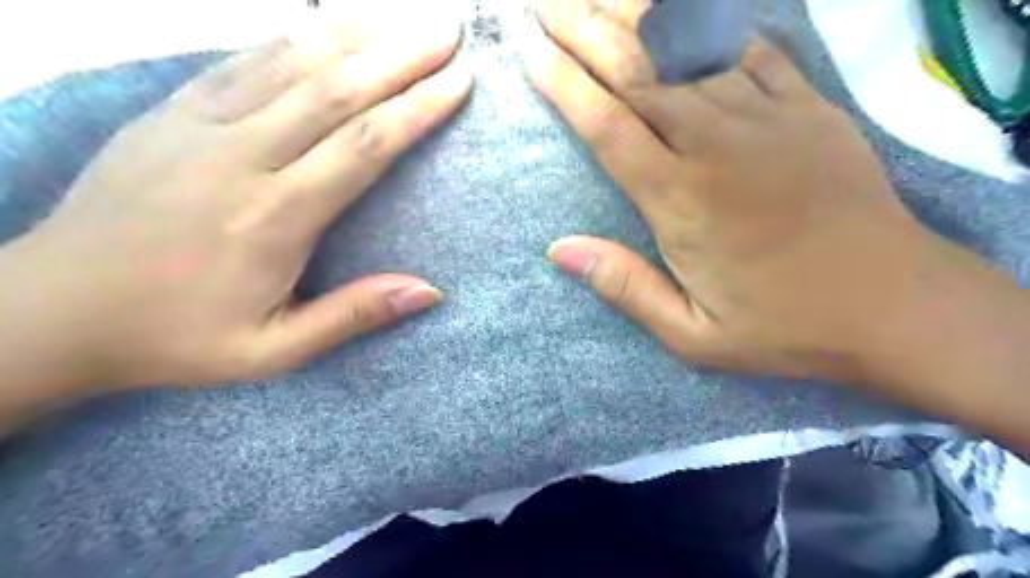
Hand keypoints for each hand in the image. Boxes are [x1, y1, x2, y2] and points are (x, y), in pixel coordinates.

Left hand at [0, 8, 471, 397]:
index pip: (365, 144)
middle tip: (448, 30)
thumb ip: (354, 314)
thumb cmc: (177, 338)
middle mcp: (243, 156)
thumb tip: (430, 290)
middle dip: (402, 55)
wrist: (53, 311)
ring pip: (292, 62)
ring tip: (403, 17)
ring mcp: (200, 125)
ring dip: (356, 34)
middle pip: (338, 89)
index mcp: (275, 216)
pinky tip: (328, 28)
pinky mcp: (170, 112)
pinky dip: (294, 38)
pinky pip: (243, 60)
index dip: (418, 108)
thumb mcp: (275, 350)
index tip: (458, 81)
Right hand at [524, 0, 989, 388]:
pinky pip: (752, 49)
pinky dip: (712, 24)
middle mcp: (714, 145)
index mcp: (679, 200)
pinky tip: (685, 11)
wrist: (894, 306)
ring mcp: (766, 118)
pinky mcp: (809, 108)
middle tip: (546, 6)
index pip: (606, 125)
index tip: (530, 51)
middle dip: (584, 30)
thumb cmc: (783, 327)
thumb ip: (625, 286)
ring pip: (688, 51)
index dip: (563, 84)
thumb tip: (558, 250)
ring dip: (637, 18)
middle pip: (638, 73)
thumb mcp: (691, 334)